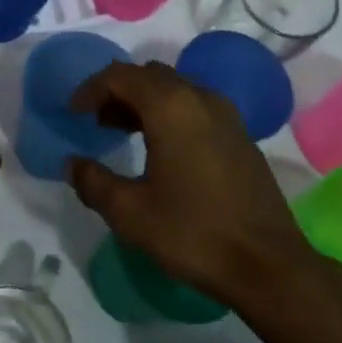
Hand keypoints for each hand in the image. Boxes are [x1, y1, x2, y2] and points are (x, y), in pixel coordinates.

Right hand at [67, 61, 338, 311]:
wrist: (269, 267)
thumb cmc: (192, 232)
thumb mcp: (129, 212)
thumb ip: (93, 181)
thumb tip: (73, 164)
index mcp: (170, 106)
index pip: (120, 76)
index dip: (90, 89)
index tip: (73, 113)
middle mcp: (200, 98)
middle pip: (149, 76)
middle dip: (117, 92)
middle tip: (96, 121)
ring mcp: (226, 116)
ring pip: (175, 89)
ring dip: (144, 102)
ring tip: (123, 132)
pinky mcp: (241, 138)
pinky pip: (196, 107)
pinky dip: (170, 114)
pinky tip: (162, 150)